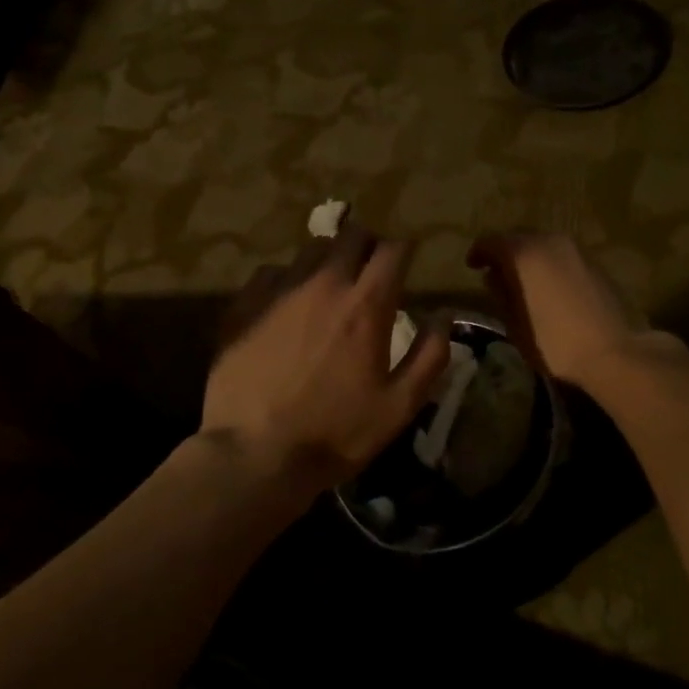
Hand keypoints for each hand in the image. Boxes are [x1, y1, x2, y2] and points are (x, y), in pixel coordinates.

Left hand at [204, 225, 449, 492]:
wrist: (254, 453)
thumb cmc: (336, 432)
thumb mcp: (400, 406)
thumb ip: (431, 355)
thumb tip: (444, 315)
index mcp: (367, 304)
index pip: (393, 250)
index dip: (404, 249)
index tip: (407, 260)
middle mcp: (325, 284)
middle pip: (351, 235)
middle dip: (368, 243)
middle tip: (371, 267)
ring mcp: (280, 291)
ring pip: (311, 248)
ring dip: (329, 258)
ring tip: (330, 282)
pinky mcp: (244, 304)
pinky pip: (272, 271)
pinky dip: (288, 278)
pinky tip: (287, 302)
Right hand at [468, 232, 650, 389]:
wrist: (614, 352)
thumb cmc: (555, 342)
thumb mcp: (516, 324)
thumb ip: (501, 294)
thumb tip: (493, 277)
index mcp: (524, 253)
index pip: (492, 241)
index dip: (479, 253)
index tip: (472, 266)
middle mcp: (550, 241)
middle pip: (519, 238)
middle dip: (505, 253)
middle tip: (496, 273)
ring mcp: (576, 250)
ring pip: (544, 245)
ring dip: (530, 258)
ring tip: (523, 281)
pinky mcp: (596, 263)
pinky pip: (562, 256)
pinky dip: (550, 265)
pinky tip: (549, 287)